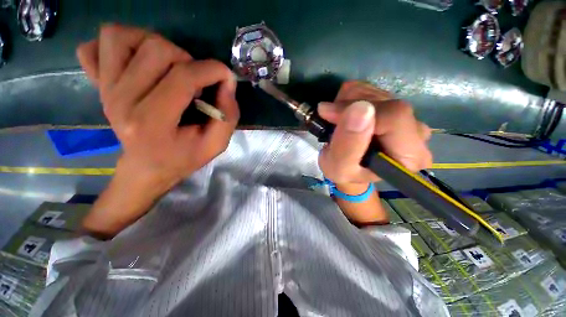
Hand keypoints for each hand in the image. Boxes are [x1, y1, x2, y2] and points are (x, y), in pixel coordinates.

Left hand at [77, 24, 239, 188]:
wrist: (147, 167)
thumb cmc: (183, 157)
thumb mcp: (216, 144)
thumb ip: (228, 116)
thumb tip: (227, 81)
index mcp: (152, 122)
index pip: (183, 77)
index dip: (212, 70)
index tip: (226, 76)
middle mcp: (121, 100)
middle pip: (155, 49)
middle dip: (187, 60)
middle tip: (194, 81)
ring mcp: (105, 89)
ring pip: (120, 36)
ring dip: (152, 44)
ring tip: (168, 67)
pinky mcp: (98, 84)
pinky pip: (92, 47)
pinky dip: (116, 46)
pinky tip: (136, 62)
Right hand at [317, 81, 432, 185]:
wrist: (350, 167)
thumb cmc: (345, 172)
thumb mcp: (339, 168)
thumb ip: (348, 145)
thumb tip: (360, 109)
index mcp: (410, 155)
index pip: (394, 117)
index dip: (358, 111)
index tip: (329, 115)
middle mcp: (417, 133)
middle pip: (386, 102)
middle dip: (349, 107)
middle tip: (330, 120)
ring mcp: (407, 116)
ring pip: (375, 92)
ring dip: (347, 102)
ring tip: (337, 121)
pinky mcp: (395, 106)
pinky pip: (371, 89)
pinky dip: (350, 97)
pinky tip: (344, 113)